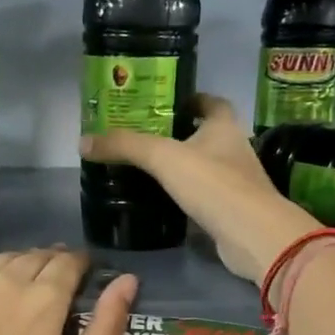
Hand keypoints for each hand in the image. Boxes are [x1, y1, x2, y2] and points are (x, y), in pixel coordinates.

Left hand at [0, 248, 137, 334]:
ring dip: (15, 271)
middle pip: (36, 256)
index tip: (78, 281)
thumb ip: (105, 326)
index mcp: (44, 299)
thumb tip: (128, 280)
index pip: (69, 261)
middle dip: (49, 269)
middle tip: (46, 298)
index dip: (78, 267)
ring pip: (2, 258)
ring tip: (13, 301)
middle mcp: (5, 278)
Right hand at [81, 94, 318, 281]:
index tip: (165, 103)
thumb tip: (83, 141)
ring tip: (147, 170)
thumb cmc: (213, 184)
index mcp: (224, 126)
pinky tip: (161, 203)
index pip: (211, 102)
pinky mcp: (230, 212)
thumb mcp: (163, 158)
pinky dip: (185, 198)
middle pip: (206, 135)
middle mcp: (234, 149)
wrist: (252, 235)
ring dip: (182, 168)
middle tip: (143, 139)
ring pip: (204, 168)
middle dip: (179, 135)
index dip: (191, 99)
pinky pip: (203, 198)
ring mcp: (235, 183)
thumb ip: (125, 147)